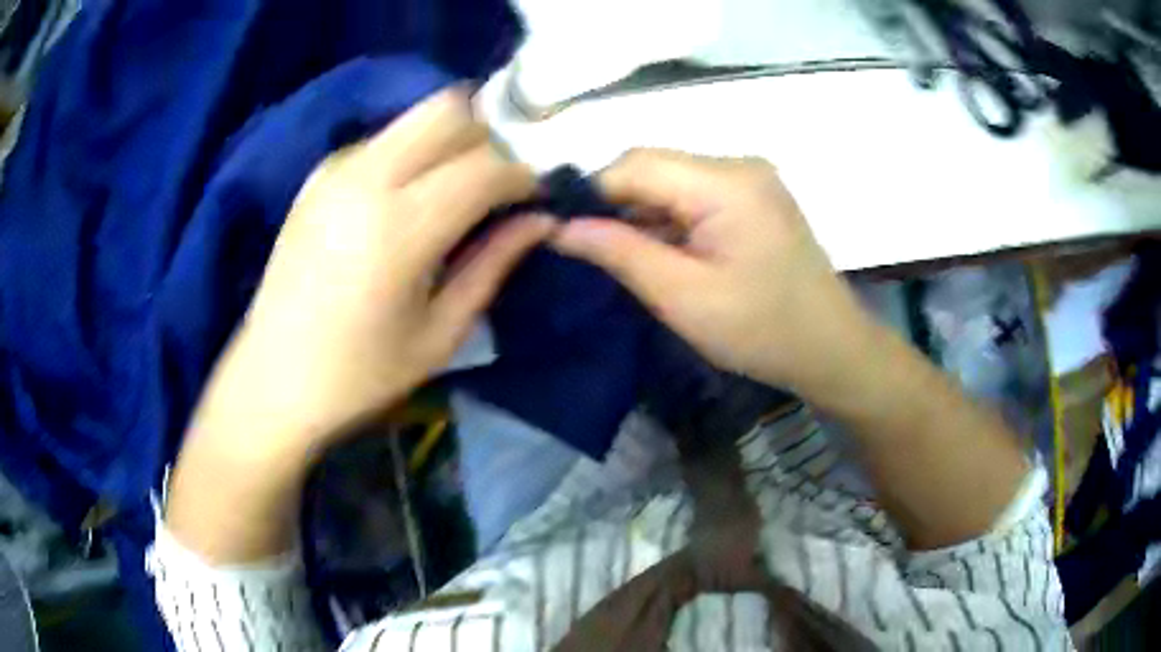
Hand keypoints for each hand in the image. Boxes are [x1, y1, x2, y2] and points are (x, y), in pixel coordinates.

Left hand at [189, 88, 552, 463]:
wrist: (272, 381)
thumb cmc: (359, 375)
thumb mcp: (440, 334)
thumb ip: (494, 264)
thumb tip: (543, 220)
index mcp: (400, 227)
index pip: (486, 164)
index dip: (525, 173)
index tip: (539, 195)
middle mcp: (366, 178)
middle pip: (450, 109)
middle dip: (489, 136)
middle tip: (500, 183)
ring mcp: (336, 170)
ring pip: (416, 116)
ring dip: (451, 140)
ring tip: (459, 190)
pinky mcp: (318, 175)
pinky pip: (384, 139)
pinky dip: (413, 153)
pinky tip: (408, 199)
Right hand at [551, 149, 868, 393]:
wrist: (830, 348)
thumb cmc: (762, 331)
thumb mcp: (682, 298)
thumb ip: (620, 253)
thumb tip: (560, 226)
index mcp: (725, 183)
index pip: (636, 163)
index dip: (592, 192)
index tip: (562, 230)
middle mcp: (739, 164)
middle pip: (654, 165)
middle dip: (617, 203)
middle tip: (592, 251)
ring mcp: (751, 178)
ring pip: (671, 179)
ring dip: (643, 212)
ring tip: (626, 256)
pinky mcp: (754, 196)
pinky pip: (695, 193)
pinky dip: (670, 217)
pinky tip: (664, 250)